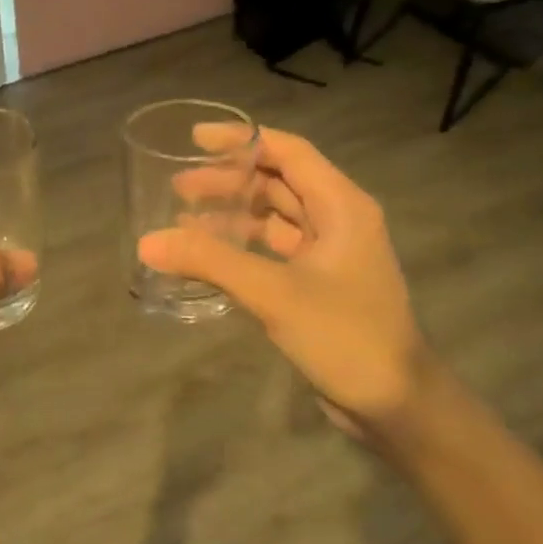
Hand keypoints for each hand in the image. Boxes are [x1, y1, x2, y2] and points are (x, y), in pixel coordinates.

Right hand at [138, 128, 431, 444]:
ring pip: (276, 217)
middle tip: (179, 186)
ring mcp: (330, 253)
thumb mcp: (273, 293)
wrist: (394, 403)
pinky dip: (243, 245)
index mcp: (342, 206)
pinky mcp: (319, 282)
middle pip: (279, 182)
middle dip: (230, 180)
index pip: (289, 152)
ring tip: (184, 216)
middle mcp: (339, 219)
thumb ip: (210, 262)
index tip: (196, 140)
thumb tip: (148, 242)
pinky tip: (209, 254)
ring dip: (234, 213)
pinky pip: (275, 249)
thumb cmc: (344, 335)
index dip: (242, 141)